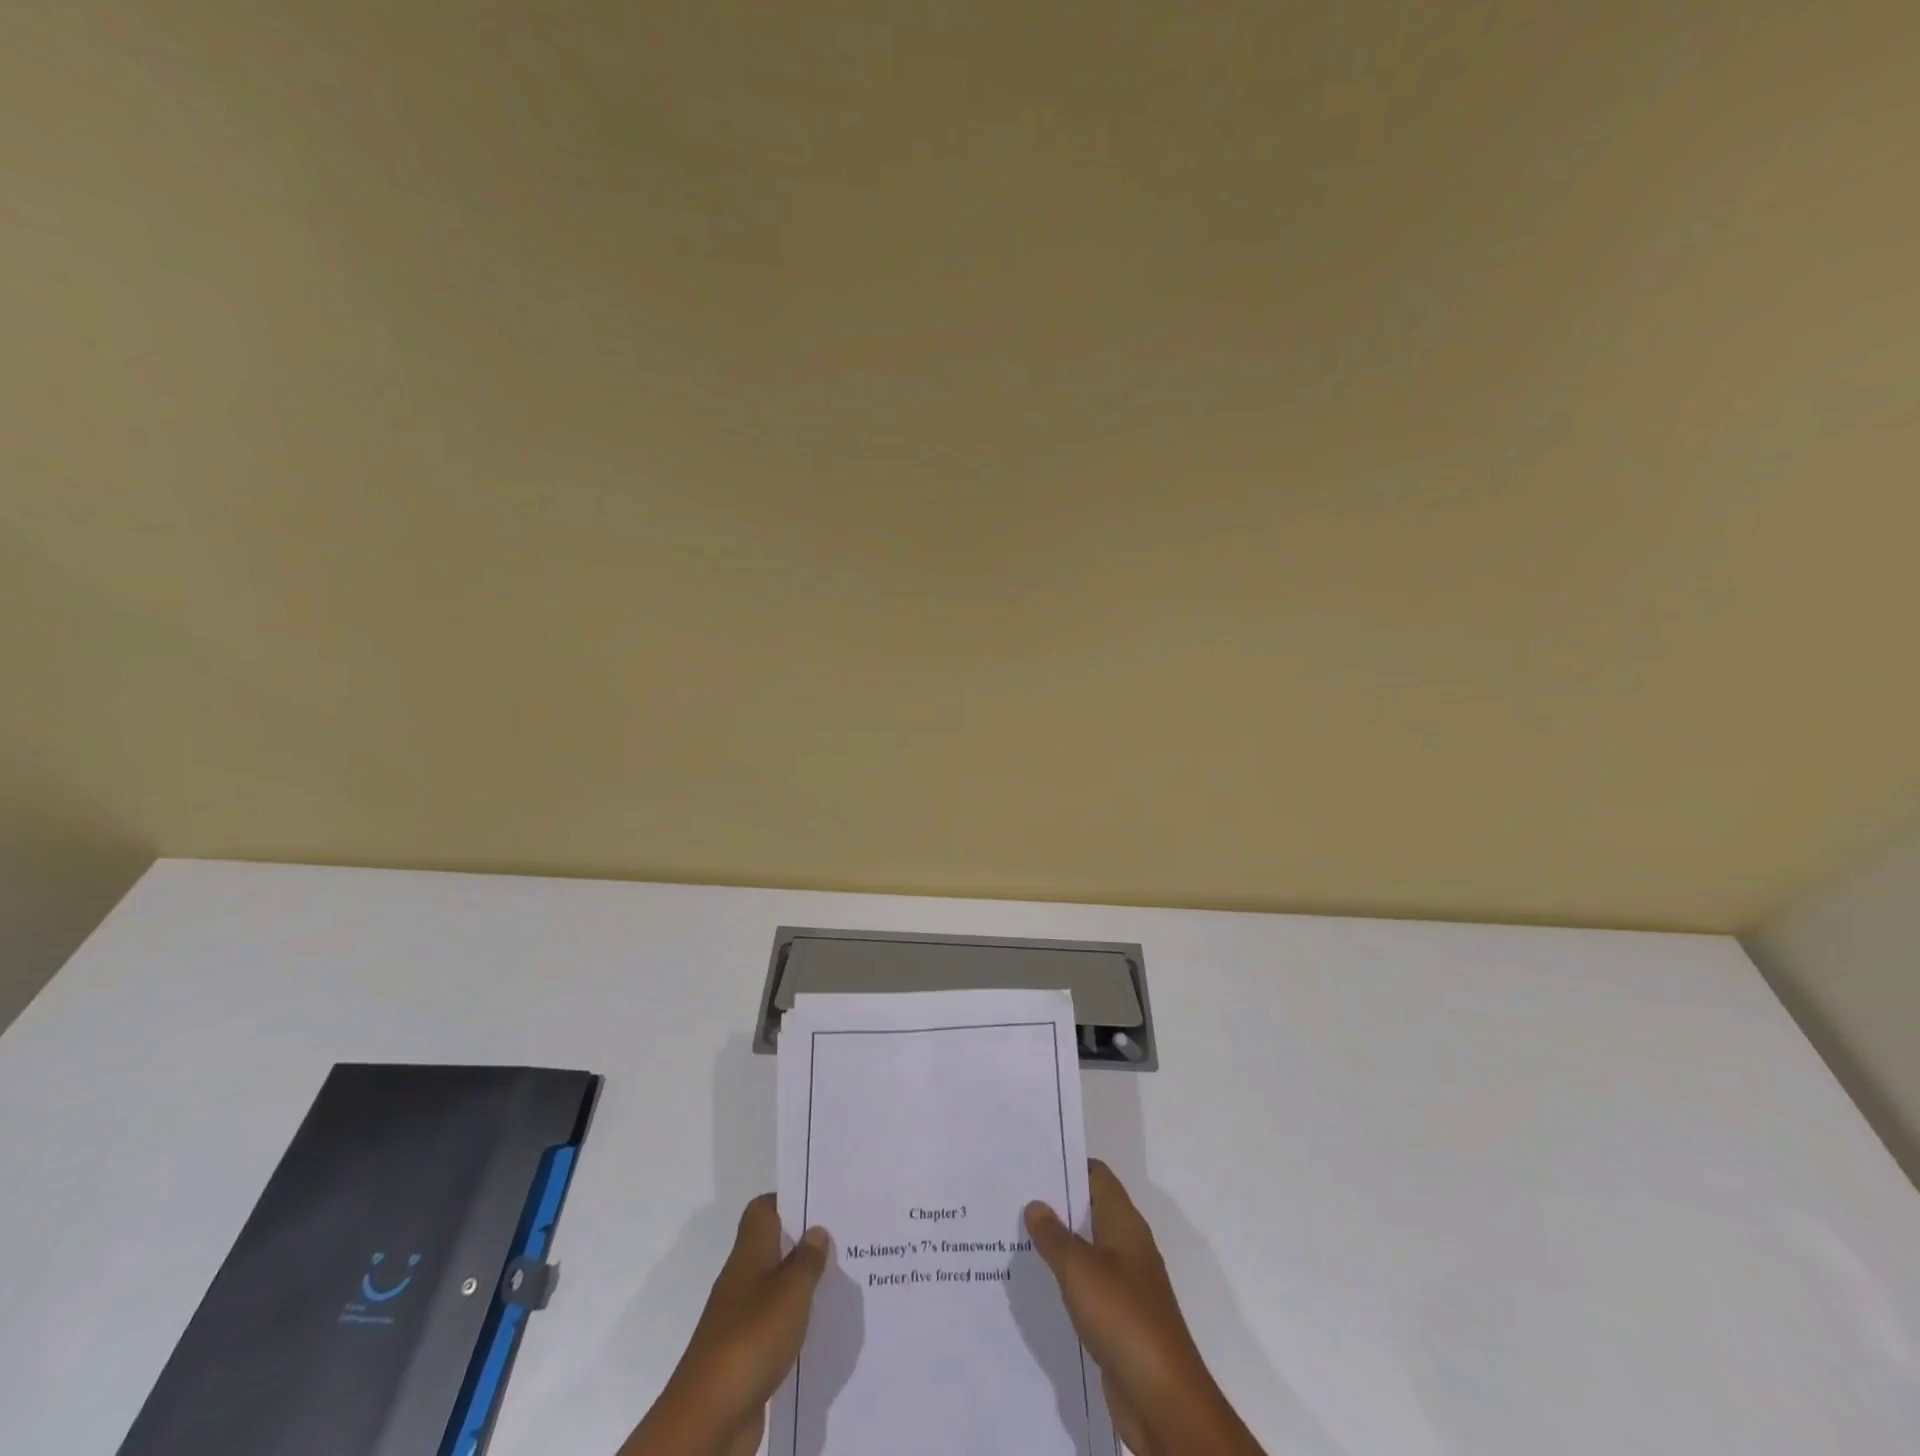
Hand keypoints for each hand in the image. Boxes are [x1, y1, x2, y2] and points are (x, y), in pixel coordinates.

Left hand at [619, 1195, 829, 1455]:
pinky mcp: (745, 1354)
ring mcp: (741, 1318)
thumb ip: (807, 1260)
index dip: (789, 1200)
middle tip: (843, 1239)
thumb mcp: (790, 1292)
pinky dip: (794, 1322)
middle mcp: (742, 1278)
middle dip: (804, 1242)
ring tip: (839, 1281)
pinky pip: (775, 1325)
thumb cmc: (750, 1338)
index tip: (821, 1201)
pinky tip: (819, 1328)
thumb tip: (817, 1231)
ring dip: (802, 1283)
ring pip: (776, 1286)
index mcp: (750, 1253)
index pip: (764, 1209)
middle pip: (772, 1246)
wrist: (708, 1418)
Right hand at [1025, 1162, 1263, 1455]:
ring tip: (1016, 1236)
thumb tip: (1035, 1204)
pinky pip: (1088, 1286)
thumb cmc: (1122, 1316)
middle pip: (1090, 1210)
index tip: (1033, 1161)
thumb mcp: (1079, 1269)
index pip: (1097, 1176)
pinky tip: (1038, 1285)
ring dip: (1058, 1243)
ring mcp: (1126, 1283)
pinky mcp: (1120, 1318)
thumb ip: (1054, 1235)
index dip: (1068, 1164)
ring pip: (1087, 1249)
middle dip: (1056, 1203)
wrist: (1163, 1398)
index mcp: (1124, 1223)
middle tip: (1014, 1196)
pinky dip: (1066, 1280)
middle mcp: (1128, 1246)